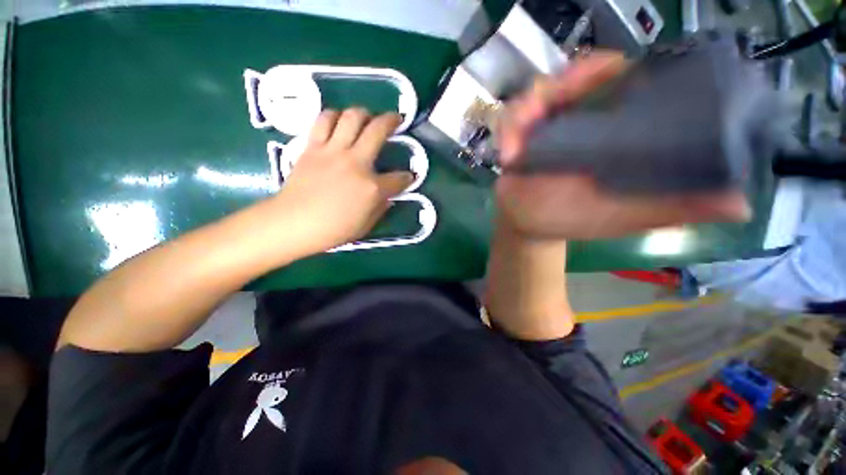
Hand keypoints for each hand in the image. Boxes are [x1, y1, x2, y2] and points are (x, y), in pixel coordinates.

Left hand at [271, 108, 412, 254]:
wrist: (293, 223)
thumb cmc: (332, 230)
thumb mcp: (366, 226)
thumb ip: (381, 208)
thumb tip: (387, 196)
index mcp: (372, 188)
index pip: (398, 178)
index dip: (407, 177)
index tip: (409, 176)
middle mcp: (356, 163)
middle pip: (378, 130)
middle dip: (392, 121)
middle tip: (396, 119)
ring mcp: (333, 151)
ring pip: (351, 117)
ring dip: (363, 113)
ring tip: (366, 117)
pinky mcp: (313, 147)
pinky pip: (324, 121)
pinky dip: (334, 115)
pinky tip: (338, 121)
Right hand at [495, 52, 751, 239]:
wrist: (530, 226)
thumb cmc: (574, 220)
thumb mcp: (626, 215)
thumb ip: (673, 207)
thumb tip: (741, 204)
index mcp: (617, 131)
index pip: (629, 81)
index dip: (621, 69)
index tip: (612, 74)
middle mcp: (585, 119)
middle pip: (579, 75)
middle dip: (566, 82)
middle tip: (552, 102)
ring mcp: (549, 125)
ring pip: (541, 92)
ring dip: (526, 110)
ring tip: (516, 146)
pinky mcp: (520, 135)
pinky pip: (512, 117)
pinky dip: (507, 131)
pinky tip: (506, 155)